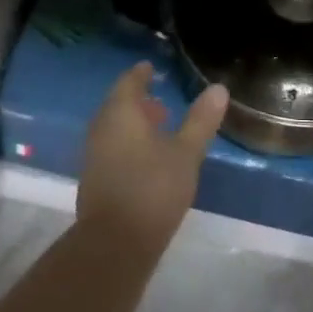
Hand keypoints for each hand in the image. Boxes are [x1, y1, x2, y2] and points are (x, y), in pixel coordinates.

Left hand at [78, 62, 228, 253]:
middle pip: (118, 105)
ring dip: (133, 124)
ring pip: (113, 128)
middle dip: (137, 100)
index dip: (141, 74)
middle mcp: (101, 128)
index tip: (150, 68)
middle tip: (159, 101)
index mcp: (120, 114)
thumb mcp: (186, 153)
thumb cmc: (153, 189)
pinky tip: (146, 159)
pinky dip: (127, 144)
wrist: (115, 243)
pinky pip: (111, 148)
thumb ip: (201, 121)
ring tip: (159, 130)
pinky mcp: (94, 179)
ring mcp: (93, 155)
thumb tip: (218, 88)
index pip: (128, 83)